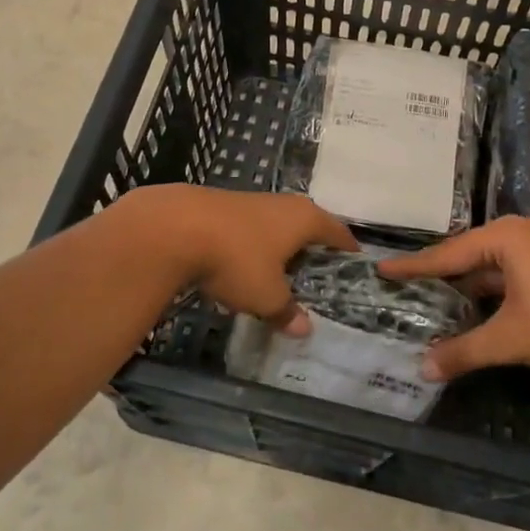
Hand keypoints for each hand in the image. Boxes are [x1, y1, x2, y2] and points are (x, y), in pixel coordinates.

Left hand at [122, 186, 356, 332]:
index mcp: (305, 218)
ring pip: (277, 226)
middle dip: (313, 250)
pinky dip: (254, 246)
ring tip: (281, 275)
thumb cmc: (237, 259)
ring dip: (280, 248)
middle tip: (317, 278)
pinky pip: (251, 229)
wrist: (175, 227)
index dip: (347, 251)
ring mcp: (253, 201)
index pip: (338, 232)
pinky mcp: (224, 206)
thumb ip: (286, 311)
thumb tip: (304, 329)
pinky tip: (244, 265)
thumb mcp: (266, 296)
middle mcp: (284, 204)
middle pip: (308, 226)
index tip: (354, 267)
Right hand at [379, 216, 529, 378]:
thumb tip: (423, 368)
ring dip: (467, 283)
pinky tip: (477, 306)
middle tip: (406, 285)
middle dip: (440, 273)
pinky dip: (491, 288)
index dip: (414, 267)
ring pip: (492, 263)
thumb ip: (463, 351)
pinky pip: (511, 270)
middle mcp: (521, 232)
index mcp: (505, 237)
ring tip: (435, 299)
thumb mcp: (508, 339)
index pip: (448, 254)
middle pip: (469, 254)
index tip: (383, 269)